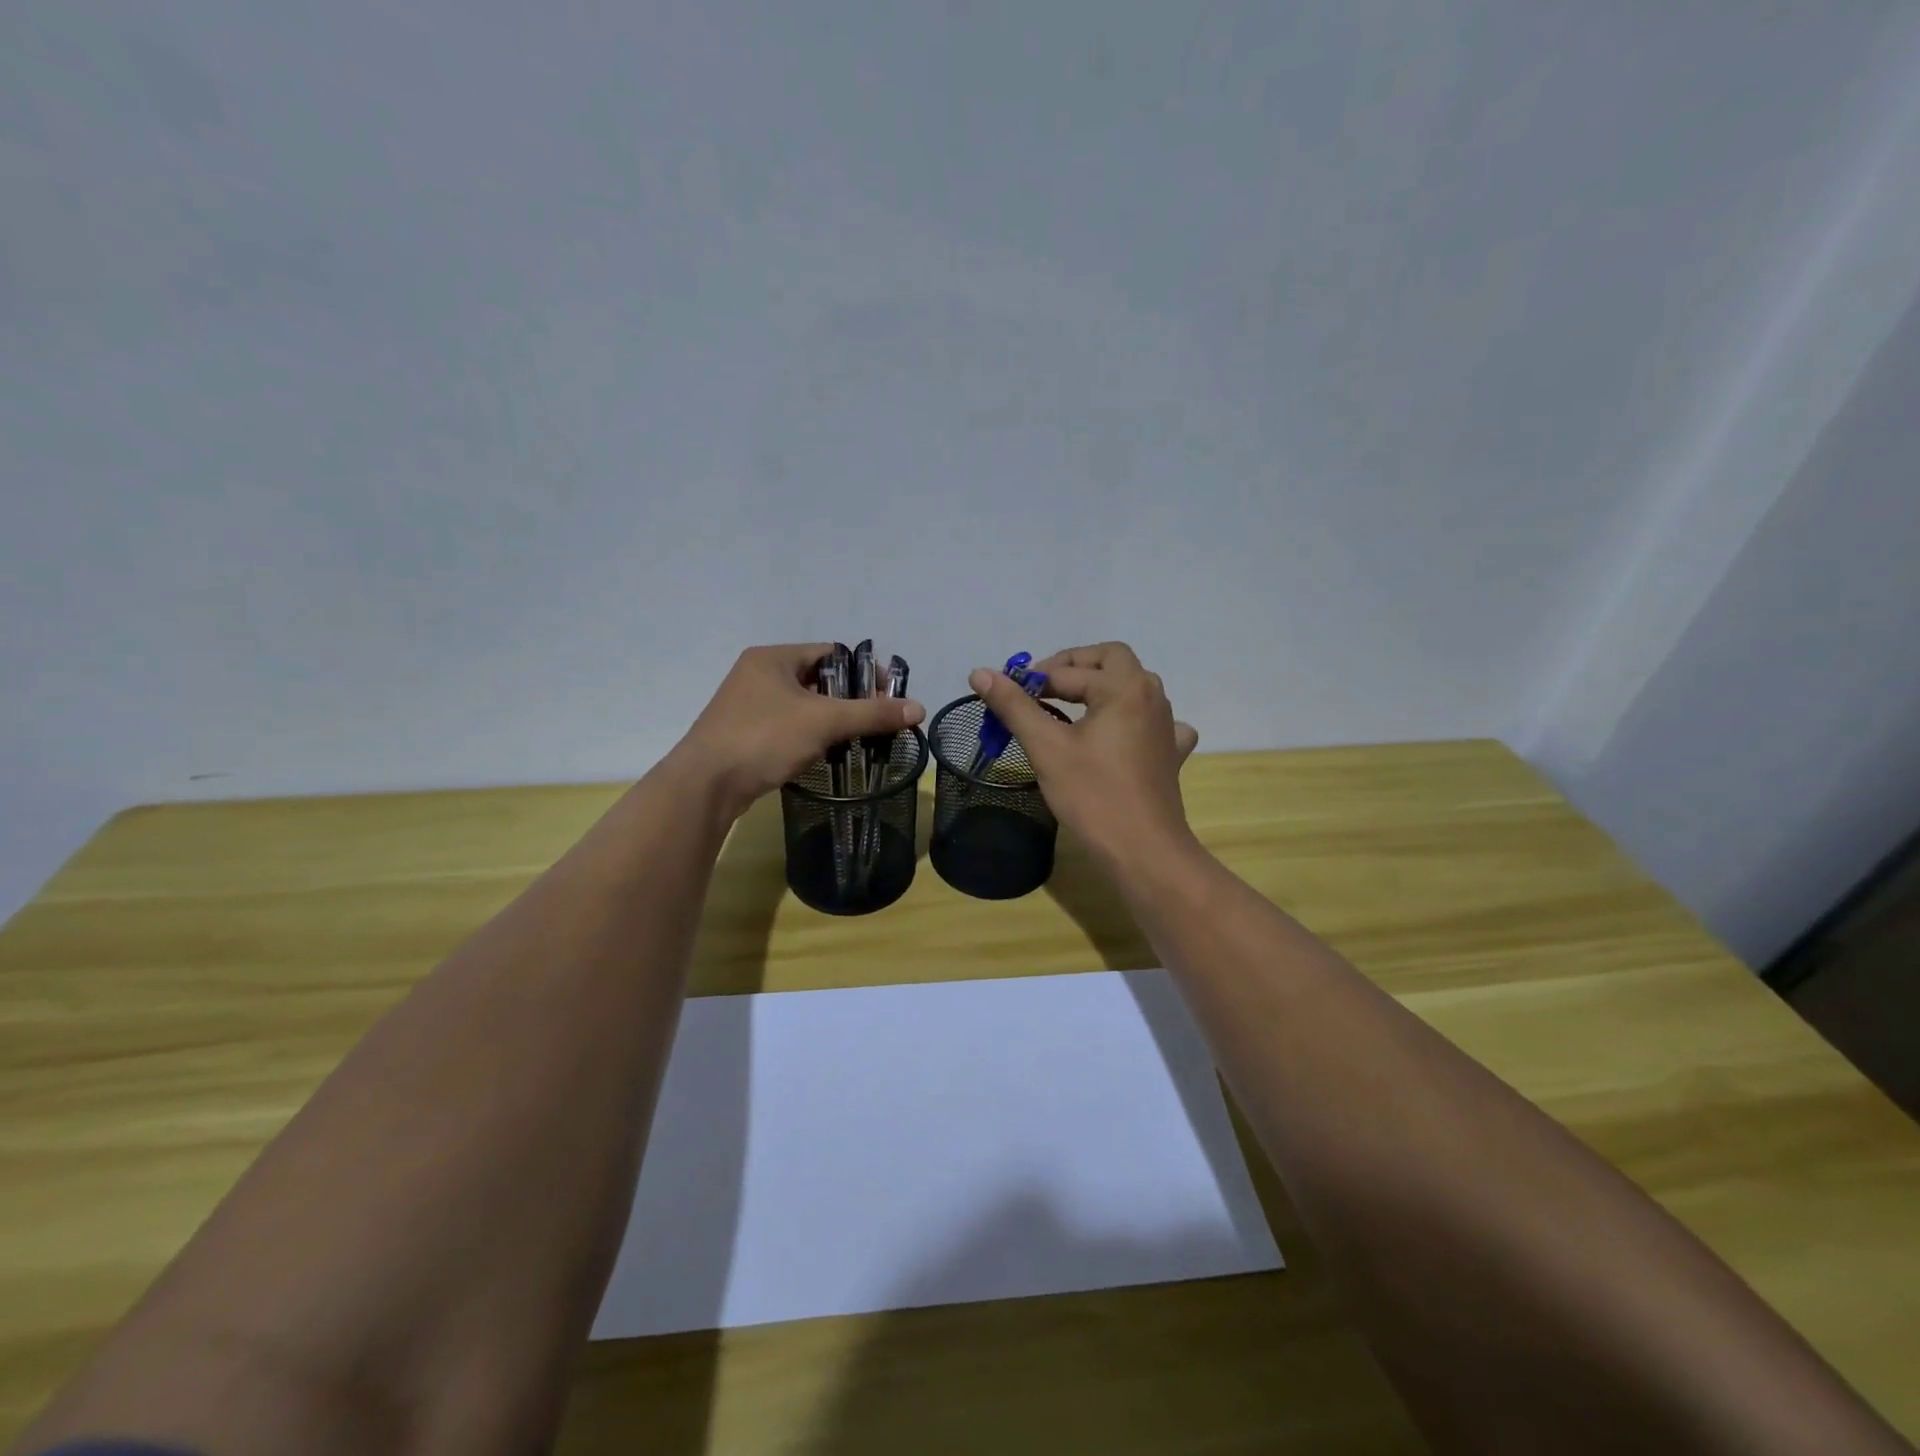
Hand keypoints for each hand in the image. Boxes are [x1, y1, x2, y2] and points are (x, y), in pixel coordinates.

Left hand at [672, 644, 925, 819]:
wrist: (705, 785)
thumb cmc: (764, 739)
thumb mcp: (824, 721)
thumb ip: (872, 713)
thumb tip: (919, 708)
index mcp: (773, 658)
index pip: (832, 653)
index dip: (864, 671)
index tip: (888, 695)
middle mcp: (759, 674)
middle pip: (820, 680)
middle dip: (852, 699)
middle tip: (878, 720)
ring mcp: (749, 705)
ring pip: (805, 706)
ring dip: (833, 720)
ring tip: (860, 739)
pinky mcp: (746, 734)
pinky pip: (790, 726)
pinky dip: (812, 736)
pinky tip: (829, 754)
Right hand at [968, 642, 1198, 867]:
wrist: (1143, 851)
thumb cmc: (1092, 795)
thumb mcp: (1046, 747)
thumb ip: (1014, 706)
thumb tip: (980, 672)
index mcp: (1123, 686)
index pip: (1067, 670)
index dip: (1032, 680)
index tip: (1004, 695)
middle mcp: (1151, 695)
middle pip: (1111, 659)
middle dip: (1073, 666)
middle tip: (1040, 687)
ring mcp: (1166, 724)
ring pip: (1132, 685)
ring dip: (1100, 686)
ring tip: (1069, 706)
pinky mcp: (1170, 752)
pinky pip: (1152, 720)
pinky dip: (1132, 717)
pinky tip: (1118, 735)